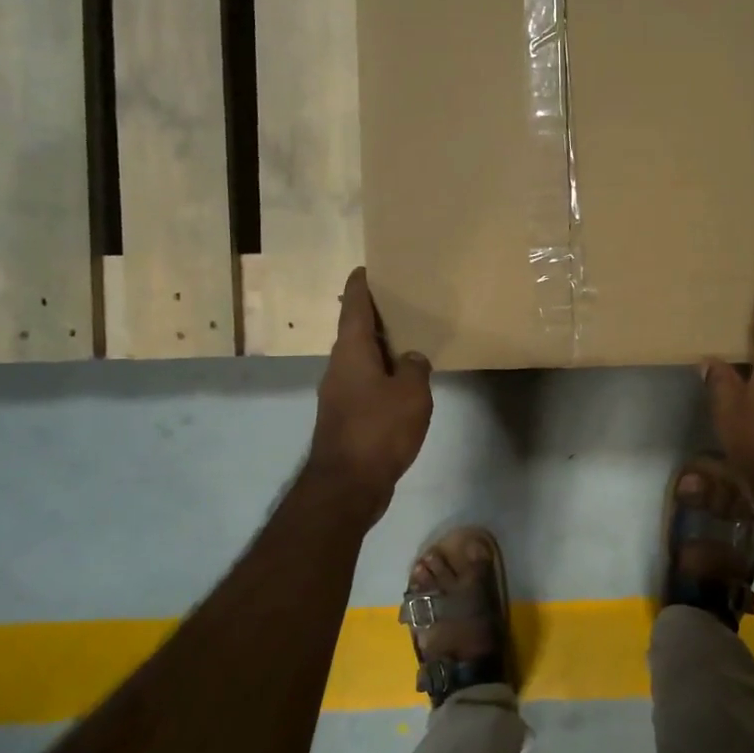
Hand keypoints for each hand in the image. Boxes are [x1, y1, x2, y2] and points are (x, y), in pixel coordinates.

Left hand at [308, 268, 432, 513]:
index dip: (361, 284)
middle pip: (355, 330)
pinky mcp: (345, 416)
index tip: (369, 268)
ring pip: (361, 359)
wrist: (347, 484)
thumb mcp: (411, 393)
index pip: (354, 305)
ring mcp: (339, 393)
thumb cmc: (379, 429)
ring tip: (410, 341)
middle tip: (404, 302)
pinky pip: (365, 383)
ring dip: (381, 348)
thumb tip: (411, 359)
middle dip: (376, 316)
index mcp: (352, 350)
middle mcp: (339, 366)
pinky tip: (403, 384)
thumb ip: (415, 367)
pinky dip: (382, 375)